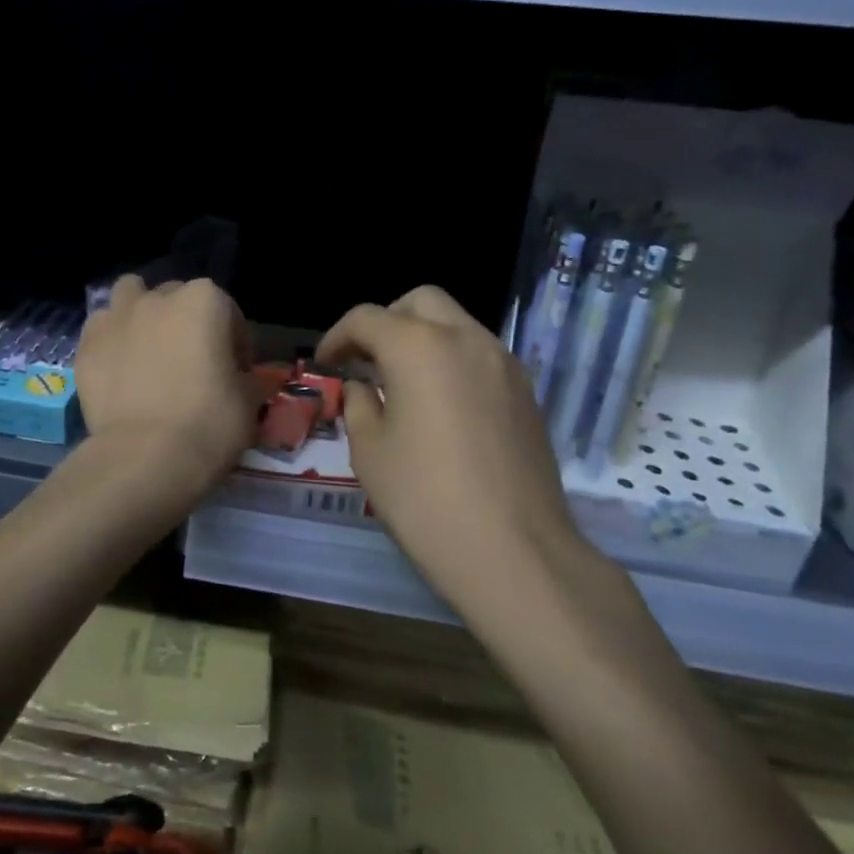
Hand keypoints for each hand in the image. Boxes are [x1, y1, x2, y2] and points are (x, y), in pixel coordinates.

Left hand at [77, 276, 261, 501]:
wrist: (145, 457)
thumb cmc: (209, 423)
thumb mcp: (250, 401)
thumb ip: (245, 376)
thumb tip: (236, 377)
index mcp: (205, 301)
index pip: (229, 313)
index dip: (235, 344)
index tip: (235, 374)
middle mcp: (158, 298)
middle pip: (177, 299)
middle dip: (185, 323)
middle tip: (190, 363)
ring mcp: (116, 317)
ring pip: (130, 296)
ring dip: (141, 314)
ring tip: (148, 349)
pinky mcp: (86, 345)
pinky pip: (101, 330)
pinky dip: (112, 341)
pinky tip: (119, 369)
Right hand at [318, 286, 612, 611]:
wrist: (515, 551)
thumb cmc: (425, 500)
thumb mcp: (370, 452)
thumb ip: (359, 405)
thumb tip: (363, 387)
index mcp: (419, 346)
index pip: (367, 318)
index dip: (338, 336)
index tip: (326, 363)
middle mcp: (466, 339)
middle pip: (420, 302)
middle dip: (387, 321)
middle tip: (367, 360)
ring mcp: (504, 363)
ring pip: (457, 324)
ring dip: (423, 338)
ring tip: (402, 384)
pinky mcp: (527, 393)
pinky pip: (481, 356)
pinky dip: (453, 361)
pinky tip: (441, 406)